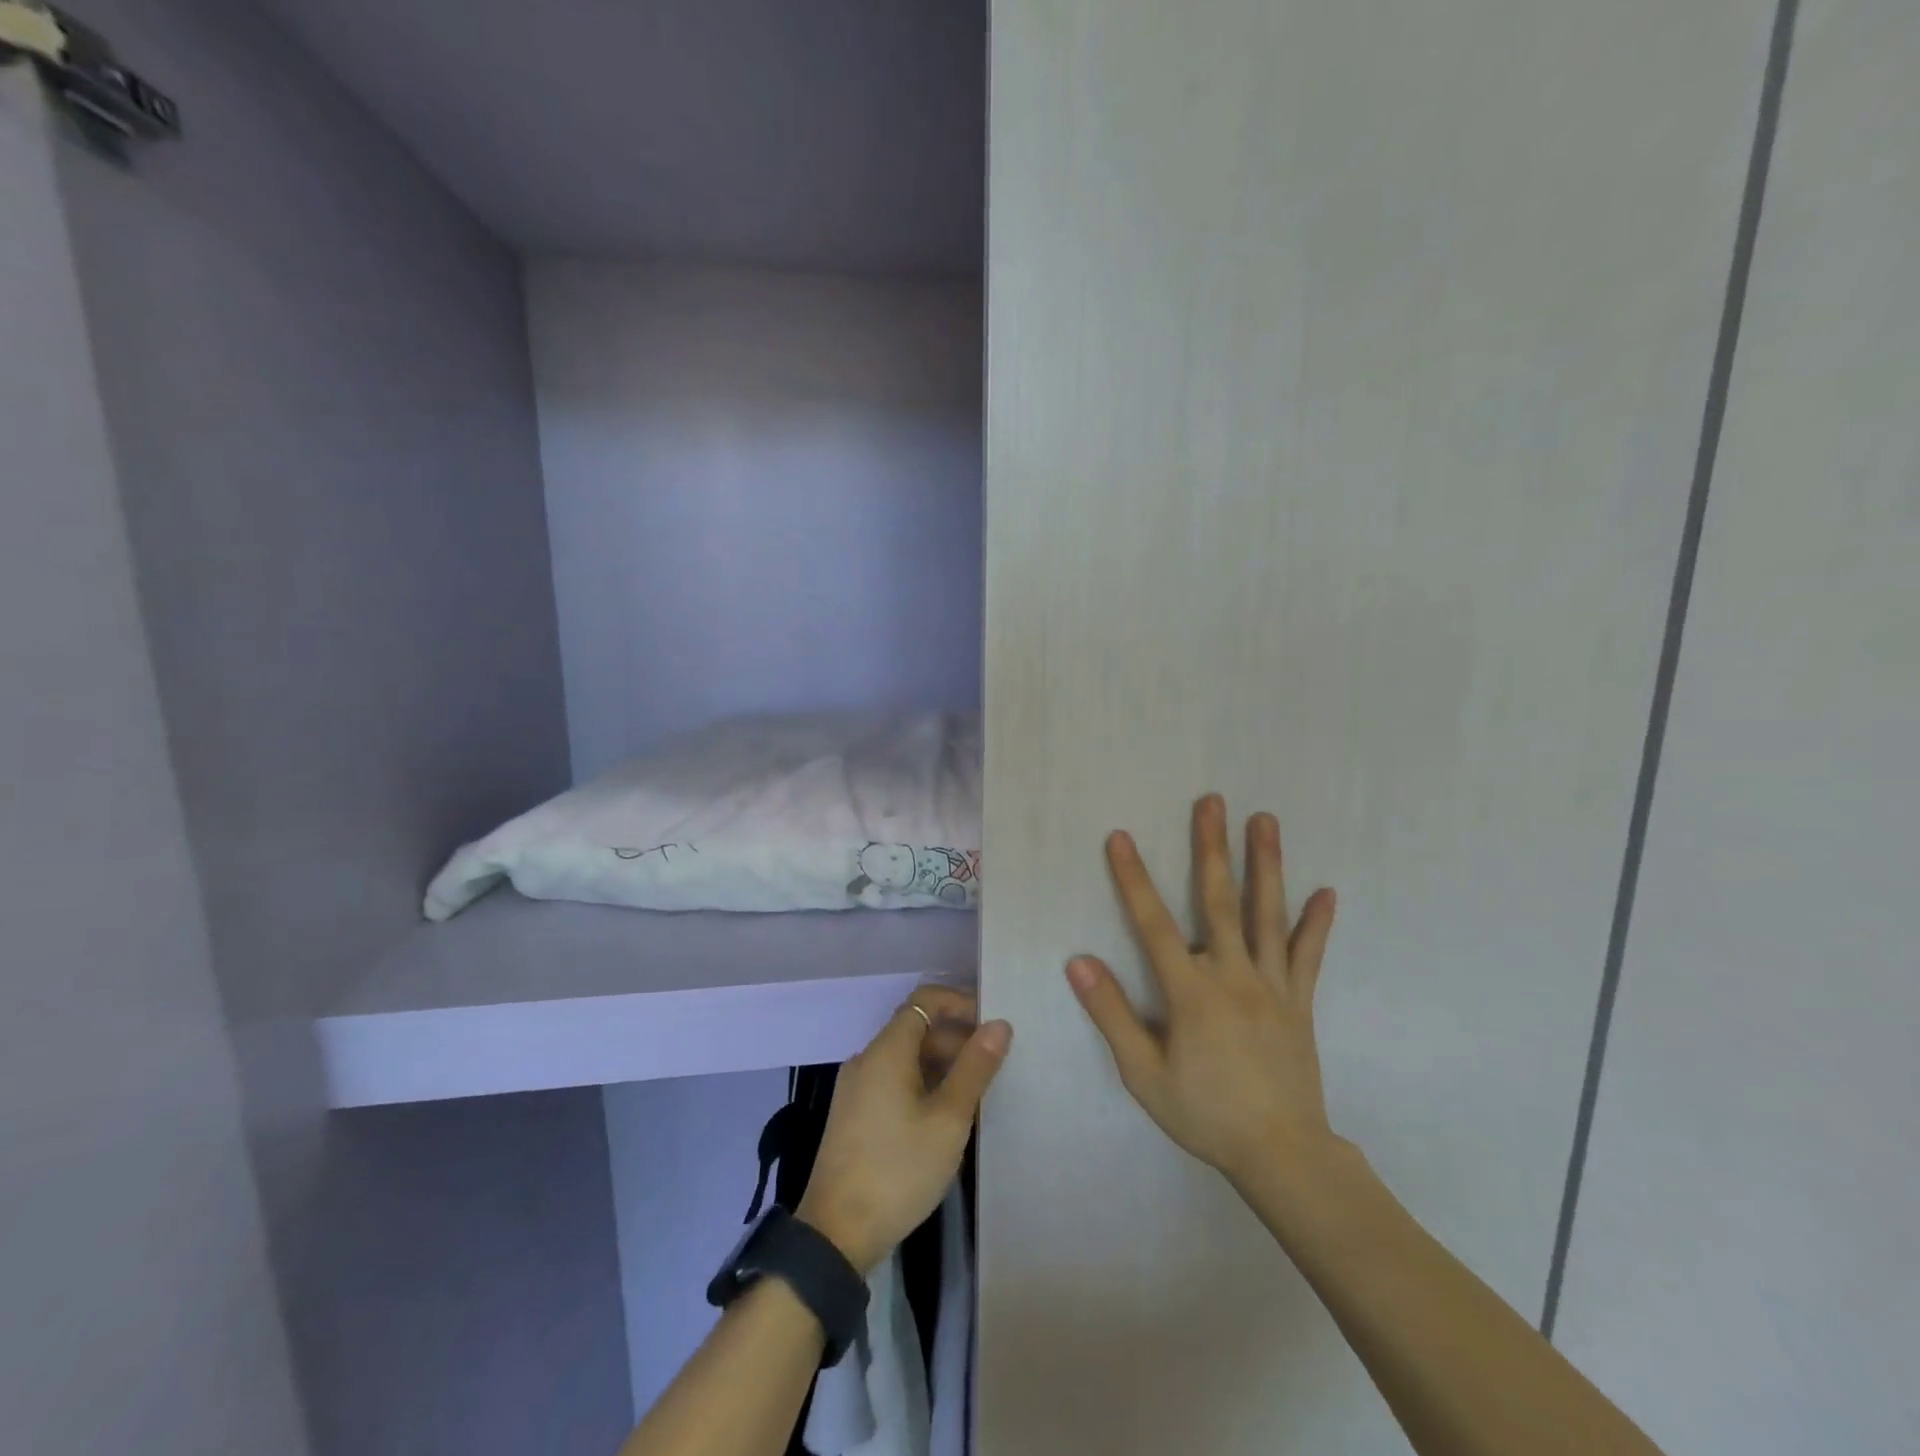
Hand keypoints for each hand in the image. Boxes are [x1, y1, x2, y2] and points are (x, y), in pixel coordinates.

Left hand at [797, 987, 1009, 1272]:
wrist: (836, 1235)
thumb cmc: (898, 1169)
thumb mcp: (948, 1119)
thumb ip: (975, 1068)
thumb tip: (999, 1024)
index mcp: (886, 1050)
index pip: (925, 1001)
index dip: (960, 1003)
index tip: (992, 1022)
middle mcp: (867, 1059)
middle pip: (916, 1028)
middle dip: (956, 1037)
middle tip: (995, 1062)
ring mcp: (857, 1088)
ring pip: (906, 1057)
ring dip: (942, 1062)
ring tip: (978, 1089)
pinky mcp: (854, 1115)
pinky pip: (894, 1080)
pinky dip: (923, 1083)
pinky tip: (946, 1113)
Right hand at [1066, 794, 1340, 1189]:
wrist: (1282, 1154)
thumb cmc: (1204, 1113)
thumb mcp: (1143, 1073)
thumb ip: (1112, 1014)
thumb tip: (1080, 962)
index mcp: (1191, 992)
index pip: (1153, 924)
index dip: (1133, 878)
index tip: (1121, 837)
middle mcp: (1233, 975)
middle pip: (1219, 901)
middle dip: (1212, 847)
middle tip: (1212, 801)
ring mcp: (1272, 985)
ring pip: (1268, 915)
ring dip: (1266, 864)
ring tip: (1265, 820)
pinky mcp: (1299, 1001)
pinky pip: (1308, 955)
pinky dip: (1316, 923)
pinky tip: (1326, 892)